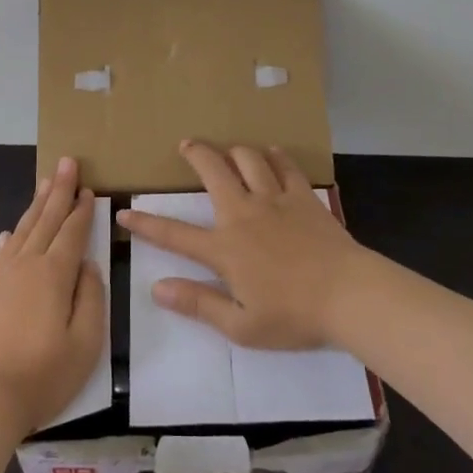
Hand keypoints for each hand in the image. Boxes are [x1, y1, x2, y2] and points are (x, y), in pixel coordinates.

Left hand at [0, 158, 106, 437]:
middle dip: (59, 190)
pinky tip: (10, 233)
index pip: (72, 232)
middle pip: (46, 220)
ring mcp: (1, 279)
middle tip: (67, 162)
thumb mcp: (86, 343)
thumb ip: (91, 298)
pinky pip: (1, 255)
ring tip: (44, 182)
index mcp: (54, 274)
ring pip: (23, 231)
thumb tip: (87, 266)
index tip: (88, 188)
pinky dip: (10, 239)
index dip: (82, 209)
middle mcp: (27, 266)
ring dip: (36, 206)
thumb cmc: (43, 376)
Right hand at [114, 140, 367, 349]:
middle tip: (187, 145)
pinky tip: (271, 154)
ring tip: (228, 150)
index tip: (124, 212)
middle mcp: (244, 213)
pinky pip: (284, 165)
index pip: (175, 234)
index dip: (146, 224)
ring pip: (248, 159)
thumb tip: (157, 288)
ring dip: (234, 150)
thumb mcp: (241, 327)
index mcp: (225, 249)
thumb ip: (198, 304)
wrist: (348, 294)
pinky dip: (274, 156)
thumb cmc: (294, 316)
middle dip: (196, 154)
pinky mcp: (303, 195)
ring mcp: (275, 199)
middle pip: (213, 171)